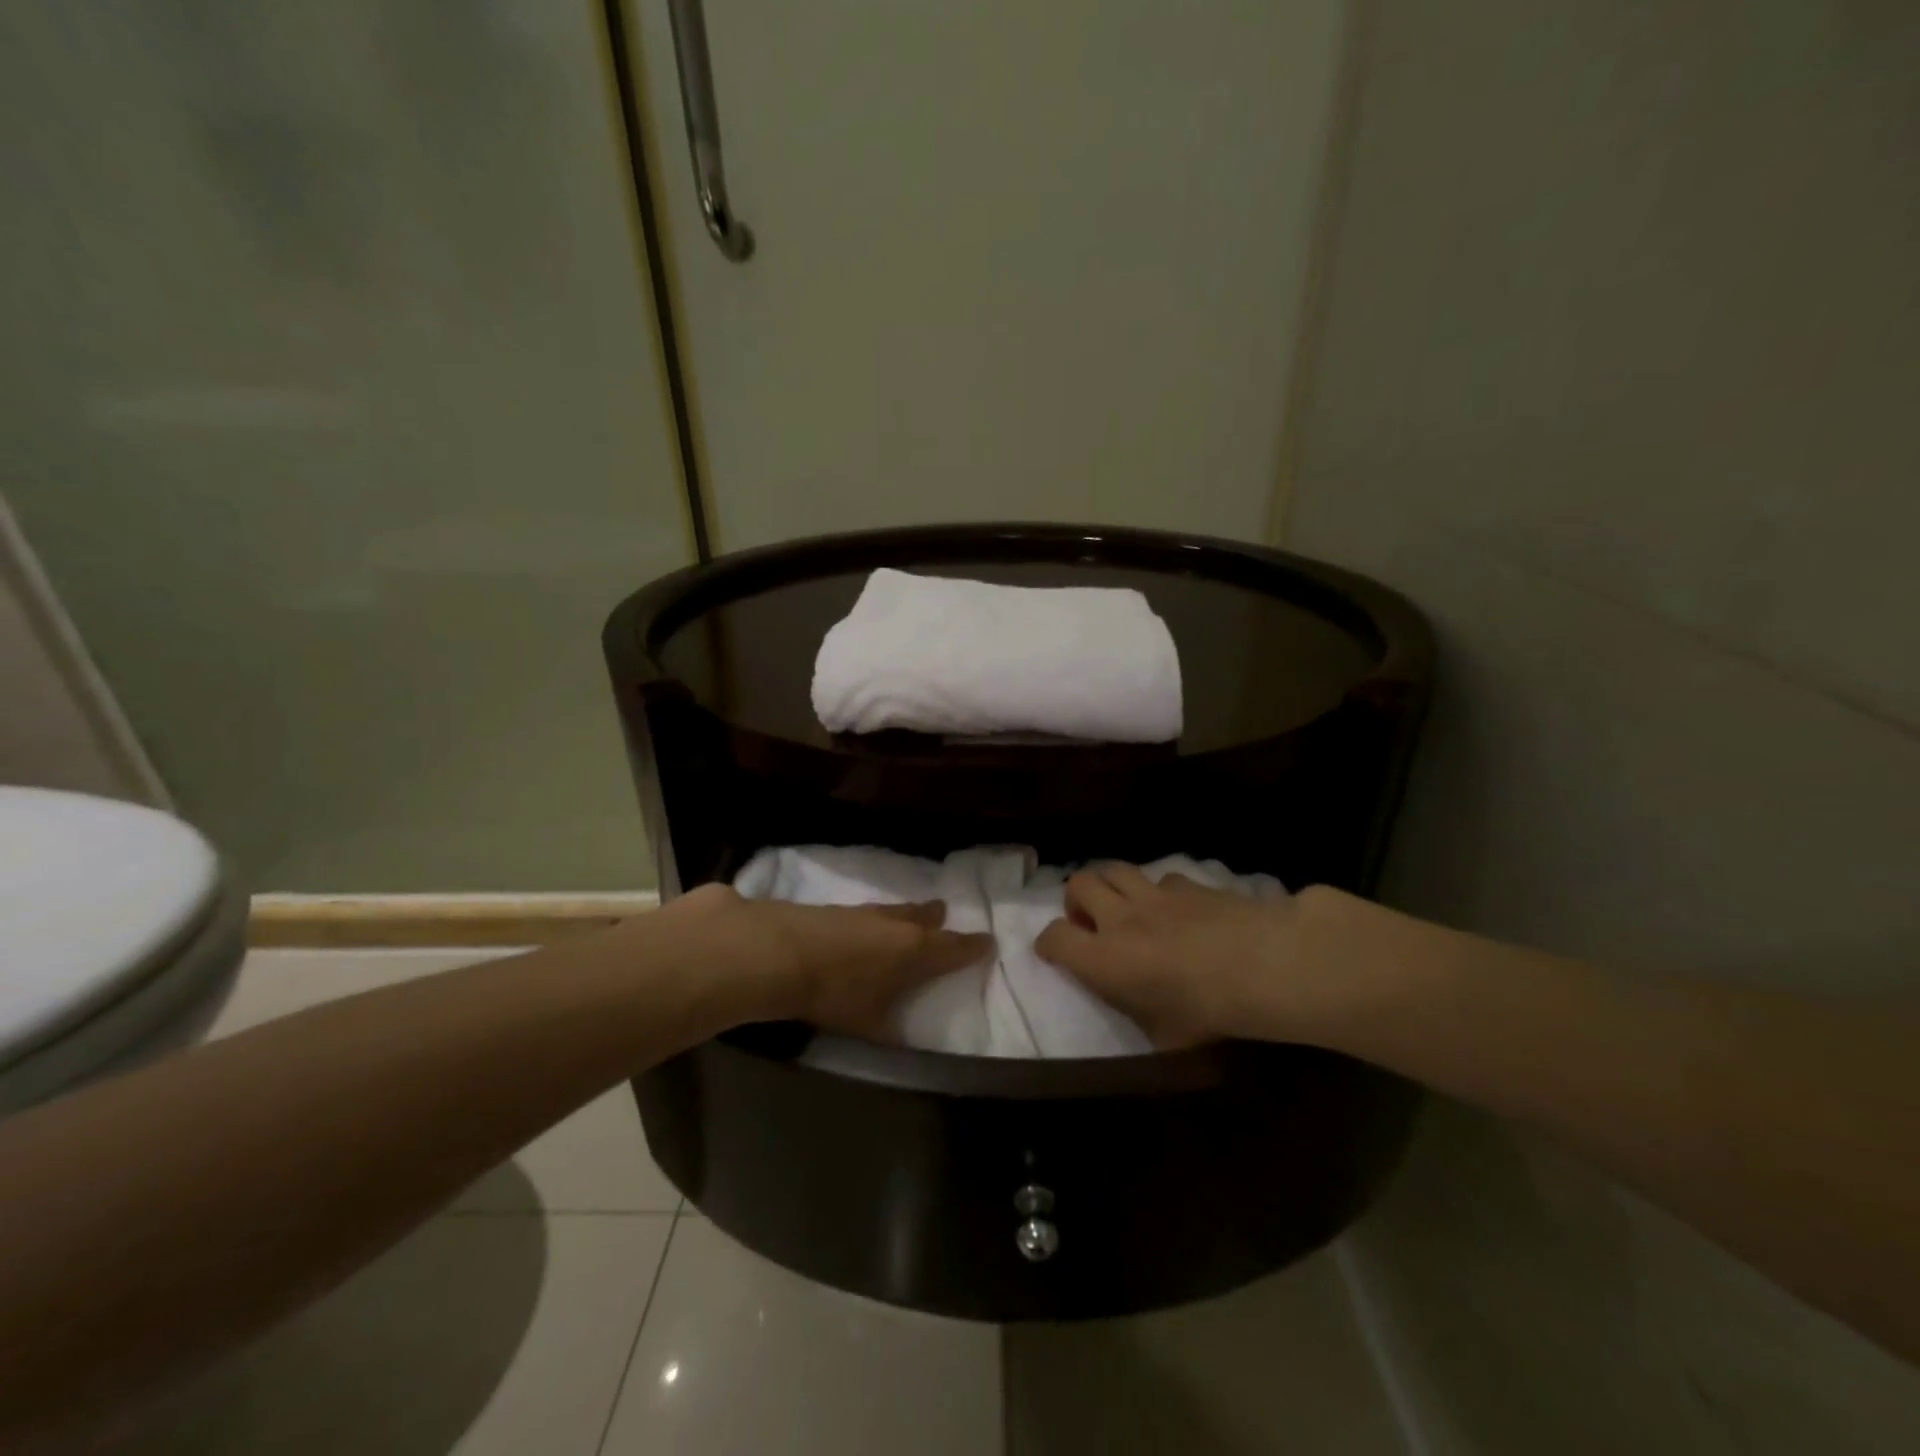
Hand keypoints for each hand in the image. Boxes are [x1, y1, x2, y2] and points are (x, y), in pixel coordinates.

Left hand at [664, 884, 992, 1041]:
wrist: (778, 952)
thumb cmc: (835, 993)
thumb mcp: (868, 1024)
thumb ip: (889, 1030)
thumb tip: (899, 1037)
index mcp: (913, 951)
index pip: (952, 948)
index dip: (971, 948)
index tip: (987, 942)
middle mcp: (894, 925)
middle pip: (923, 919)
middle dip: (936, 919)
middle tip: (943, 913)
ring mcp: (862, 913)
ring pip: (894, 911)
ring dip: (905, 914)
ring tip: (910, 915)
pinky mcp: (833, 909)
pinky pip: (865, 912)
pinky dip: (873, 919)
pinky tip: (861, 927)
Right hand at [1035, 865, 1335, 1048]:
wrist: (1262, 966)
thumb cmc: (1206, 1012)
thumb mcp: (1166, 1038)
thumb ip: (1141, 1018)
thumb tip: (1144, 1017)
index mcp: (1104, 959)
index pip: (1055, 937)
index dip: (1049, 944)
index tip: (1054, 953)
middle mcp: (1120, 918)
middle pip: (1079, 884)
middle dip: (1076, 900)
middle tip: (1091, 921)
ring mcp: (1155, 895)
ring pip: (1115, 868)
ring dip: (1111, 885)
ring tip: (1124, 905)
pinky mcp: (1189, 884)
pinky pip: (1161, 877)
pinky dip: (1158, 890)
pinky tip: (1176, 908)